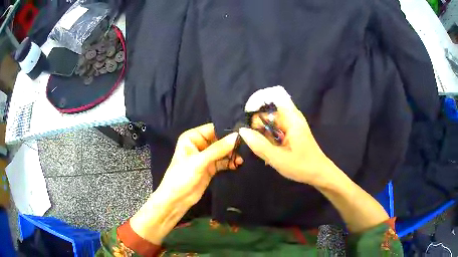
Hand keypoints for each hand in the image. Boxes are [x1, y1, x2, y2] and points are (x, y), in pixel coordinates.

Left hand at [156, 123, 241, 206]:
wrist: (177, 199)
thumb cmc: (182, 177)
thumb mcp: (199, 161)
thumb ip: (218, 149)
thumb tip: (236, 136)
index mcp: (192, 137)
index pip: (213, 129)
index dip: (227, 130)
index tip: (244, 133)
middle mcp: (200, 144)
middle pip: (220, 140)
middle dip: (232, 144)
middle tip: (246, 147)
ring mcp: (206, 156)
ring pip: (223, 151)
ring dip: (232, 154)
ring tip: (241, 159)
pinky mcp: (211, 167)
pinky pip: (223, 161)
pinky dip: (230, 162)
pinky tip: (237, 165)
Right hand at [239, 97, 335, 186]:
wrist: (319, 174)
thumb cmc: (302, 166)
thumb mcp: (278, 159)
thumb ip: (259, 144)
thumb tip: (242, 131)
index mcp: (292, 119)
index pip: (275, 96)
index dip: (260, 100)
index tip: (248, 116)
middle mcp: (292, 117)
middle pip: (270, 110)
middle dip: (258, 123)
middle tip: (255, 142)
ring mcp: (292, 124)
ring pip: (271, 121)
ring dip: (263, 132)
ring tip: (263, 149)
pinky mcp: (292, 131)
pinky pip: (276, 128)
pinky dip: (269, 137)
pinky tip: (270, 150)